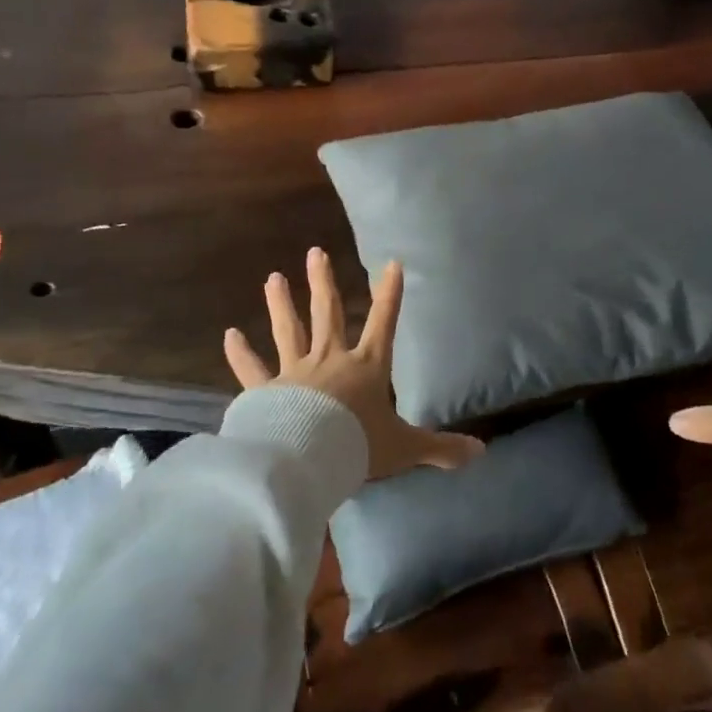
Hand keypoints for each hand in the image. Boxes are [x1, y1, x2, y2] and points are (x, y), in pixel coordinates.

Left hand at [224, 248, 480, 480]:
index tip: (392, 263)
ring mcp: (295, 372)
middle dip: (323, 282)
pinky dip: (240, 353)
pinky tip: (229, 335)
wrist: (309, 459)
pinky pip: (251, 368)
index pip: (384, 322)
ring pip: (288, 329)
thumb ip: (441, 448)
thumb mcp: (405, 447)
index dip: (390, 294)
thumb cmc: (359, 446)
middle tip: (315, 252)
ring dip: (281, 303)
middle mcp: (330, 360)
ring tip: (273, 277)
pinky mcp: (265, 391)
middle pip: (327, 313)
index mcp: (366, 368)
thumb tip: (482, 453)